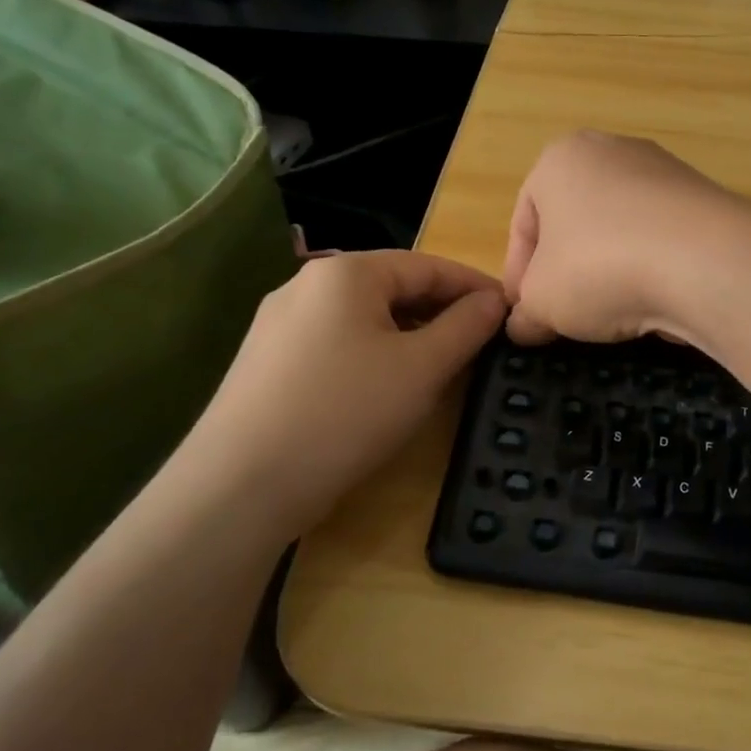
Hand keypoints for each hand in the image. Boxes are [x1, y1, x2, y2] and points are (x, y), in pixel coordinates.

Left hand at [165, 250, 505, 540]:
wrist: (239, 485)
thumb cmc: (346, 412)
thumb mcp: (423, 368)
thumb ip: (466, 326)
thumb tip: (495, 300)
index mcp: (346, 273)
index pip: (428, 265)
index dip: (475, 287)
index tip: (510, 311)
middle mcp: (308, 285)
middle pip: (393, 287)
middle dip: (441, 311)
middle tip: (481, 341)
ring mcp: (280, 323)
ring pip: (364, 317)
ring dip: (410, 334)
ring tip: (441, 365)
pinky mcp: (267, 362)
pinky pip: (337, 342)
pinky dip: (374, 353)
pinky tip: (387, 386)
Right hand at [503, 131, 750, 345]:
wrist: (706, 262)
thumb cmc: (599, 266)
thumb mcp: (542, 301)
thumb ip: (526, 313)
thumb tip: (524, 327)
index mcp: (561, 159)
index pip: (524, 221)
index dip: (518, 275)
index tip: (524, 314)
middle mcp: (613, 152)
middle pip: (574, 224)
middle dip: (565, 272)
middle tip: (562, 317)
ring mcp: (665, 173)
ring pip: (619, 233)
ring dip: (608, 273)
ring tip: (608, 317)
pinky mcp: (704, 202)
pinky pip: (660, 242)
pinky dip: (649, 271)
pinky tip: (650, 305)